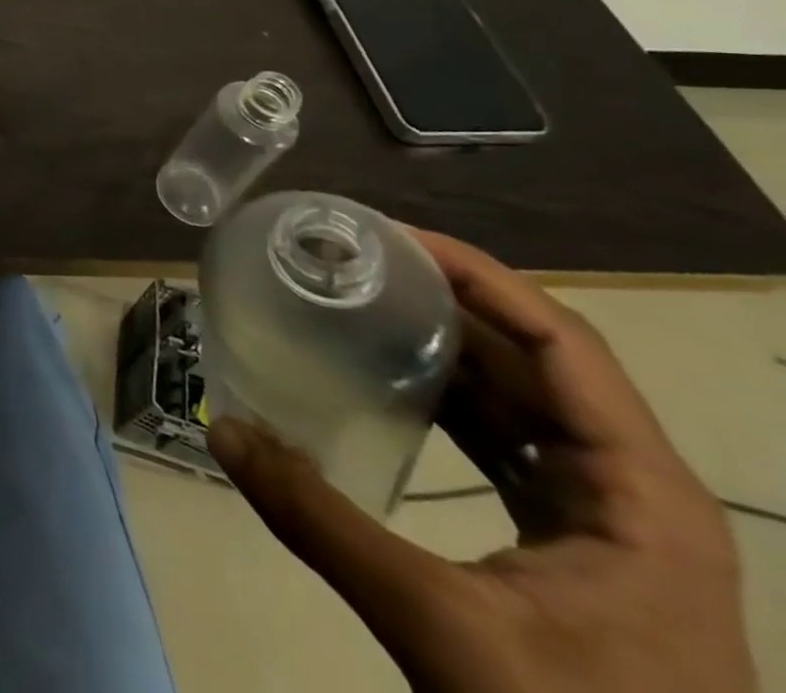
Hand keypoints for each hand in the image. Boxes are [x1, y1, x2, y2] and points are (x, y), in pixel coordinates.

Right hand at [209, 230, 755, 692]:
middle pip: (540, 361)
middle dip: (448, 301)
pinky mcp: (581, 546)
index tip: (390, 236)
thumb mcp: (441, 631)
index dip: (479, 276)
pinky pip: (513, 444)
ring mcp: (613, 522)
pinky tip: (391, 383)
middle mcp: (638, 493)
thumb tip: (224, 433)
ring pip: (526, 401)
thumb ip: (322, 523)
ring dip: (448, 347)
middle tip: (356, 260)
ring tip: (361, 301)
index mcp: (642, 496)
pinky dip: (454, 401)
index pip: (562, 343)